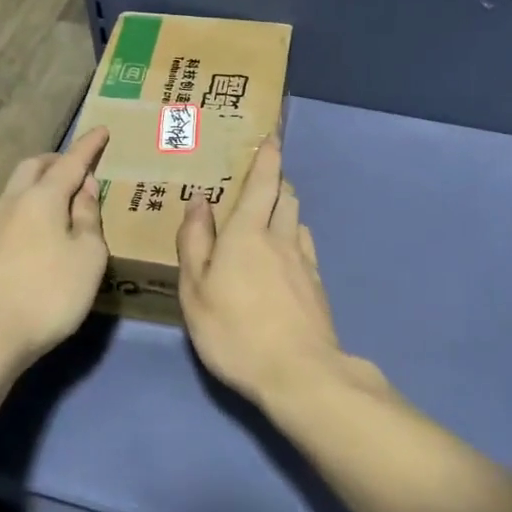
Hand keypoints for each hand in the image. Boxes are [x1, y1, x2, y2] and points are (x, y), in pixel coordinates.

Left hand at [0, 127, 109, 363]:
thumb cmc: (49, 292)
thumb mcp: (88, 256)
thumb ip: (90, 218)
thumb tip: (84, 191)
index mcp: (43, 197)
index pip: (71, 162)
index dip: (89, 146)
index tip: (102, 130)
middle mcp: (14, 201)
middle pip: (34, 166)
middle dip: (59, 160)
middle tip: (81, 168)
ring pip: (19, 186)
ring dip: (42, 182)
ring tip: (66, 196)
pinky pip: (13, 208)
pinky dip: (32, 203)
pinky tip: (44, 226)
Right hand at [178, 139, 381, 409]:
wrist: (299, 374)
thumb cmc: (234, 332)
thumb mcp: (196, 291)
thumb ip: (195, 243)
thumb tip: (199, 202)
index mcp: (247, 233)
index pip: (262, 183)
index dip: (268, 158)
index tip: (272, 137)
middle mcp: (280, 238)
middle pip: (285, 196)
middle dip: (276, 181)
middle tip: (261, 178)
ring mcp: (304, 262)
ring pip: (297, 220)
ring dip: (286, 208)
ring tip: (270, 215)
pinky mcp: (317, 286)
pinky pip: (305, 247)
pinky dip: (294, 238)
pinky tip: (285, 256)